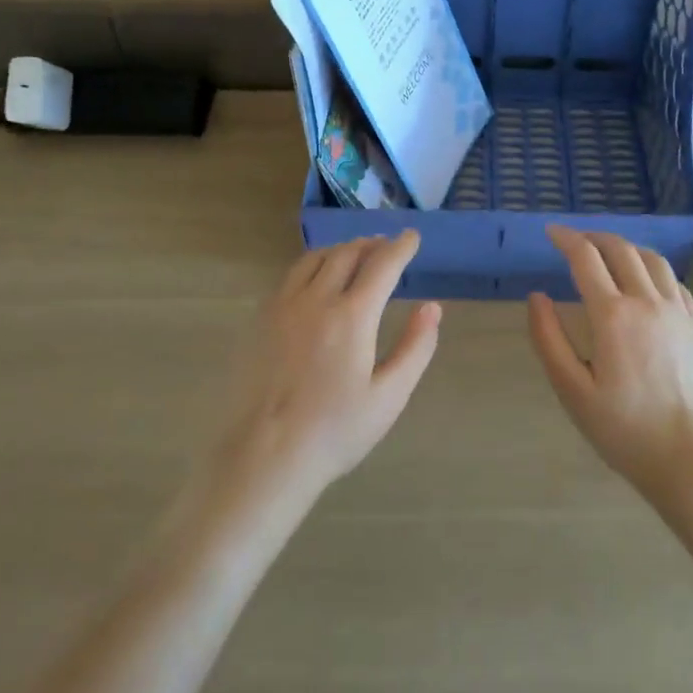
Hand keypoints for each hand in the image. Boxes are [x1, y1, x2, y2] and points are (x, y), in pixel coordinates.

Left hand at [208, 232, 440, 506]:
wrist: (265, 455)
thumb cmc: (334, 431)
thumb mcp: (389, 396)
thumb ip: (415, 347)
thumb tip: (431, 307)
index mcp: (352, 316)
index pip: (382, 265)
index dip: (401, 247)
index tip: (412, 237)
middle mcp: (316, 299)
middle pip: (347, 253)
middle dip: (371, 244)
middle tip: (386, 245)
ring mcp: (283, 305)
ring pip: (315, 259)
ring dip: (340, 249)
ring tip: (354, 253)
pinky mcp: (261, 318)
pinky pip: (291, 275)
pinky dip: (313, 264)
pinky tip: (316, 278)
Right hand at [527, 226, 692, 500]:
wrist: (691, 458)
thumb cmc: (624, 429)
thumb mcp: (572, 390)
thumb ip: (549, 339)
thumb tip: (536, 296)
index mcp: (613, 315)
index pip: (586, 258)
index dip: (566, 239)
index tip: (551, 232)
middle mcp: (647, 301)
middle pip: (620, 249)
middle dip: (593, 237)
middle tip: (574, 241)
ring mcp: (677, 311)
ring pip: (652, 258)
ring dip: (625, 246)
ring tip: (607, 253)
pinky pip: (674, 280)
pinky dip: (652, 268)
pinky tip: (645, 280)